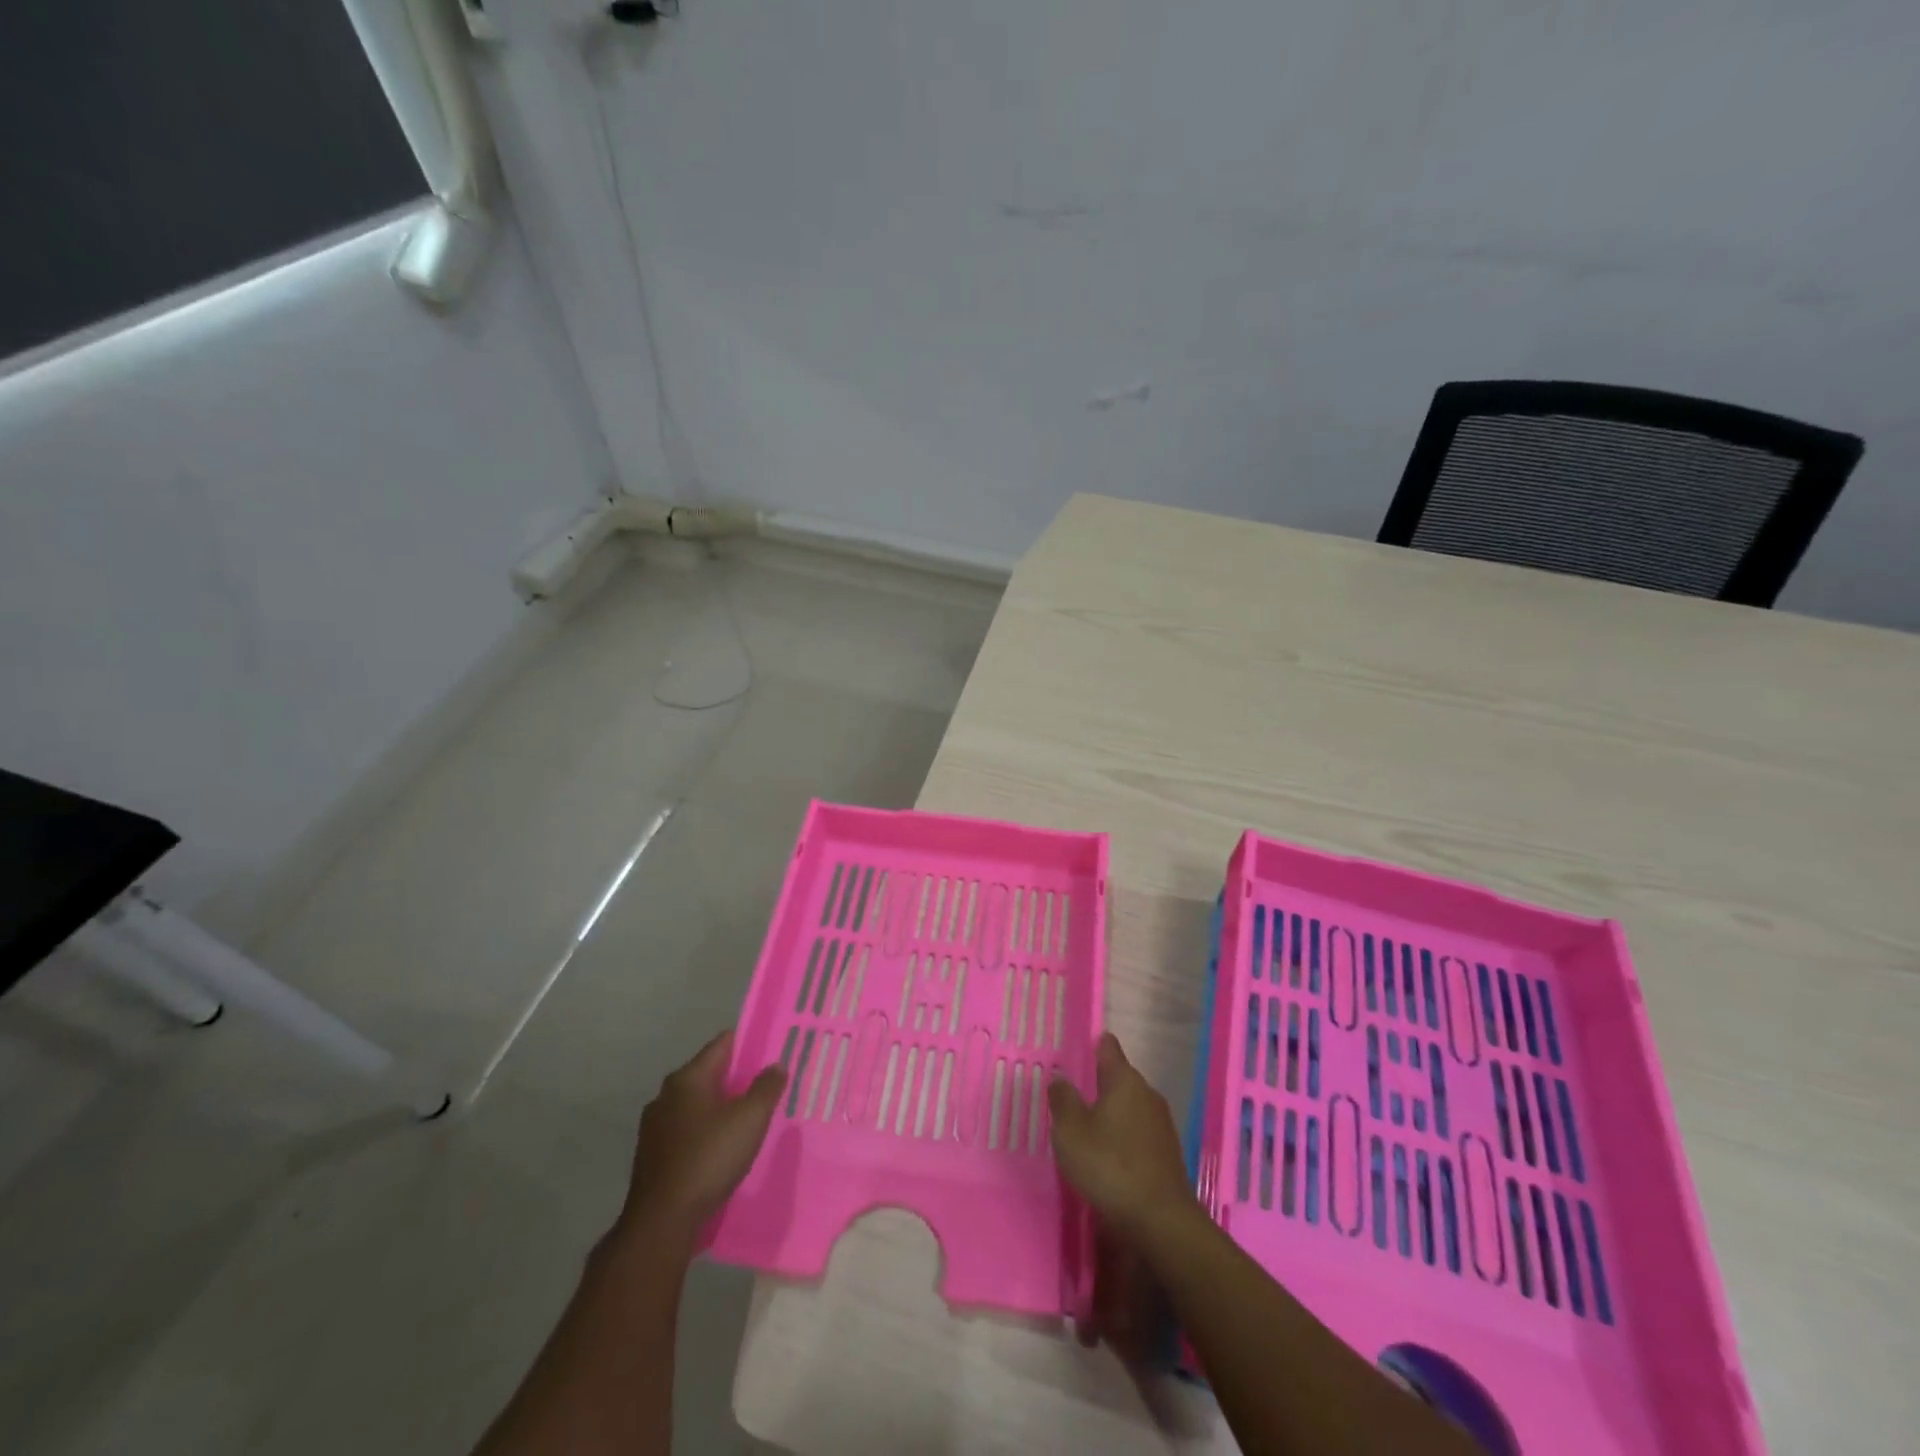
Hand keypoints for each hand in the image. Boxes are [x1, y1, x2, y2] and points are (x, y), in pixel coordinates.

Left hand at [618, 1029, 785, 1250]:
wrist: (661, 1222)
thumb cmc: (708, 1159)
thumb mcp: (750, 1119)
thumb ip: (766, 1087)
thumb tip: (775, 1065)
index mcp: (688, 1078)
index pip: (723, 1043)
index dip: (749, 1042)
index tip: (772, 1049)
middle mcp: (666, 1095)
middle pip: (710, 1073)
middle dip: (738, 1078)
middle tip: (767, 1085)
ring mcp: (655, 1127)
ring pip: (698, 1104)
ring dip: (722, 1107)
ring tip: (750, 1118)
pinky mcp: (653, 1156)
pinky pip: (687, 1131)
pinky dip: (707, 1131)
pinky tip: (723, 1148)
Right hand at [1049, 1032, 1195, 1240]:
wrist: (1161, 1222)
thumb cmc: (1109, 1166)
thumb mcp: (1071, 1132)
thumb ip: (1063, 1100)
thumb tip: (1060, 1077)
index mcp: (1124, 1080)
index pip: (1109, 1048)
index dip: (1095, 1044)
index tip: (1081, 1046)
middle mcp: (1147, 1094)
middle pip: (1121, 1078)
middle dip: (1100, 1083)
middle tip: (1074, 1092)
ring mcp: (1161, 1124)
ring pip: (1130, 1107)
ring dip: (1112, 1113)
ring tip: (1088, 1125)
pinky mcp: (1167, 1153)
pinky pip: (1139, 1132)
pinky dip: (1123, 1136)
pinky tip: (1109, 1154)